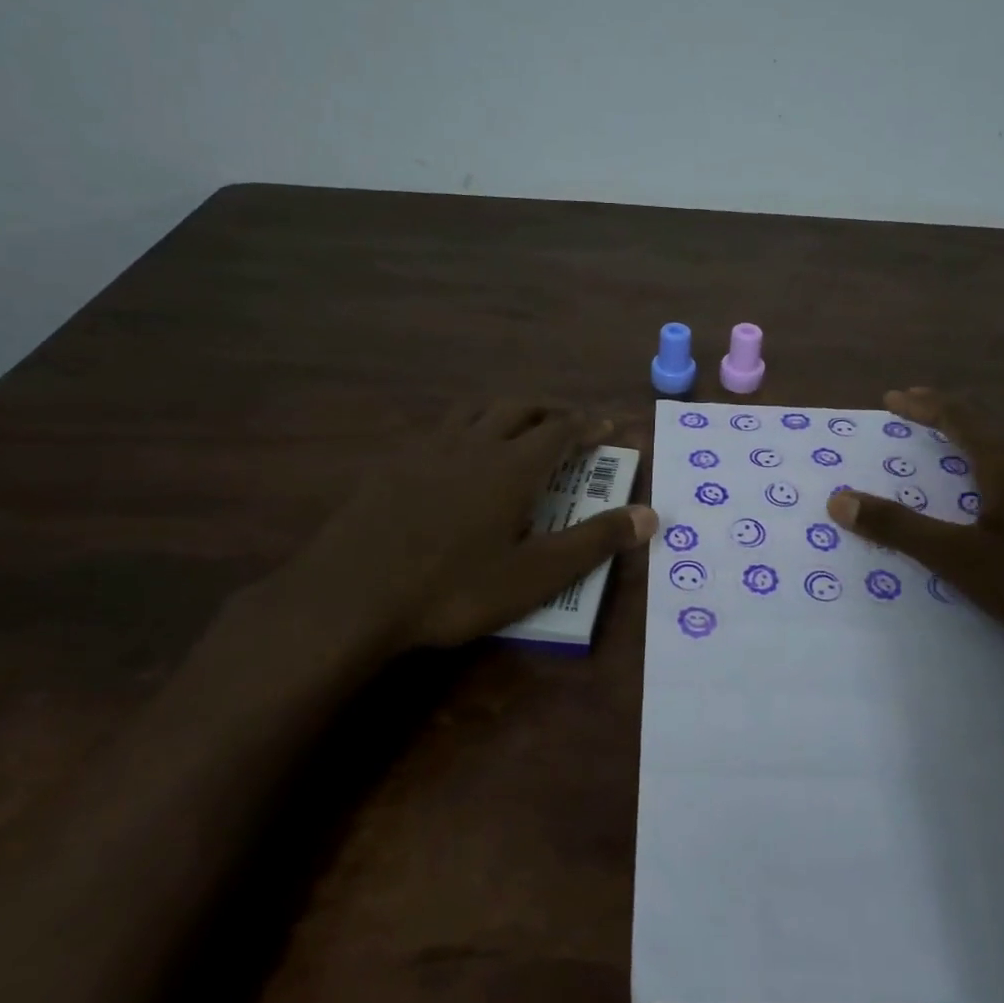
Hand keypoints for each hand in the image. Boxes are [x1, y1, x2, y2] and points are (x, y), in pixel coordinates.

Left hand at [234, 400, 657, 674]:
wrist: (351, 596)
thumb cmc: (454, 589)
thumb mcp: (535, 575)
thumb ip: (594, 542)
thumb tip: (651, 516)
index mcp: (513, 467)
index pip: (562, 431)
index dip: (589, 425)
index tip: (609, 425)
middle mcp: (475, 444)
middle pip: (520, 407)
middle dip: (551, 408)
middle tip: (569, 421)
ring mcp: (429, 449)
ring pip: (476, 408)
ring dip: (507, 408)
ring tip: (519, 423)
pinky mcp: (394, 464)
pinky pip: (440, 427)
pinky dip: (465, 426)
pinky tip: (457, 453)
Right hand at [826, 388, 1003, 663]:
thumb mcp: (961, 560)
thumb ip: (900, 527)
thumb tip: (839, 498)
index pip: (957, 415)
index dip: (922, 405)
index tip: (893, 397)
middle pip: (988, 420)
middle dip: (948, 414)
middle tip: (919, 413)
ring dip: (979, 436)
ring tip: (957, 446)